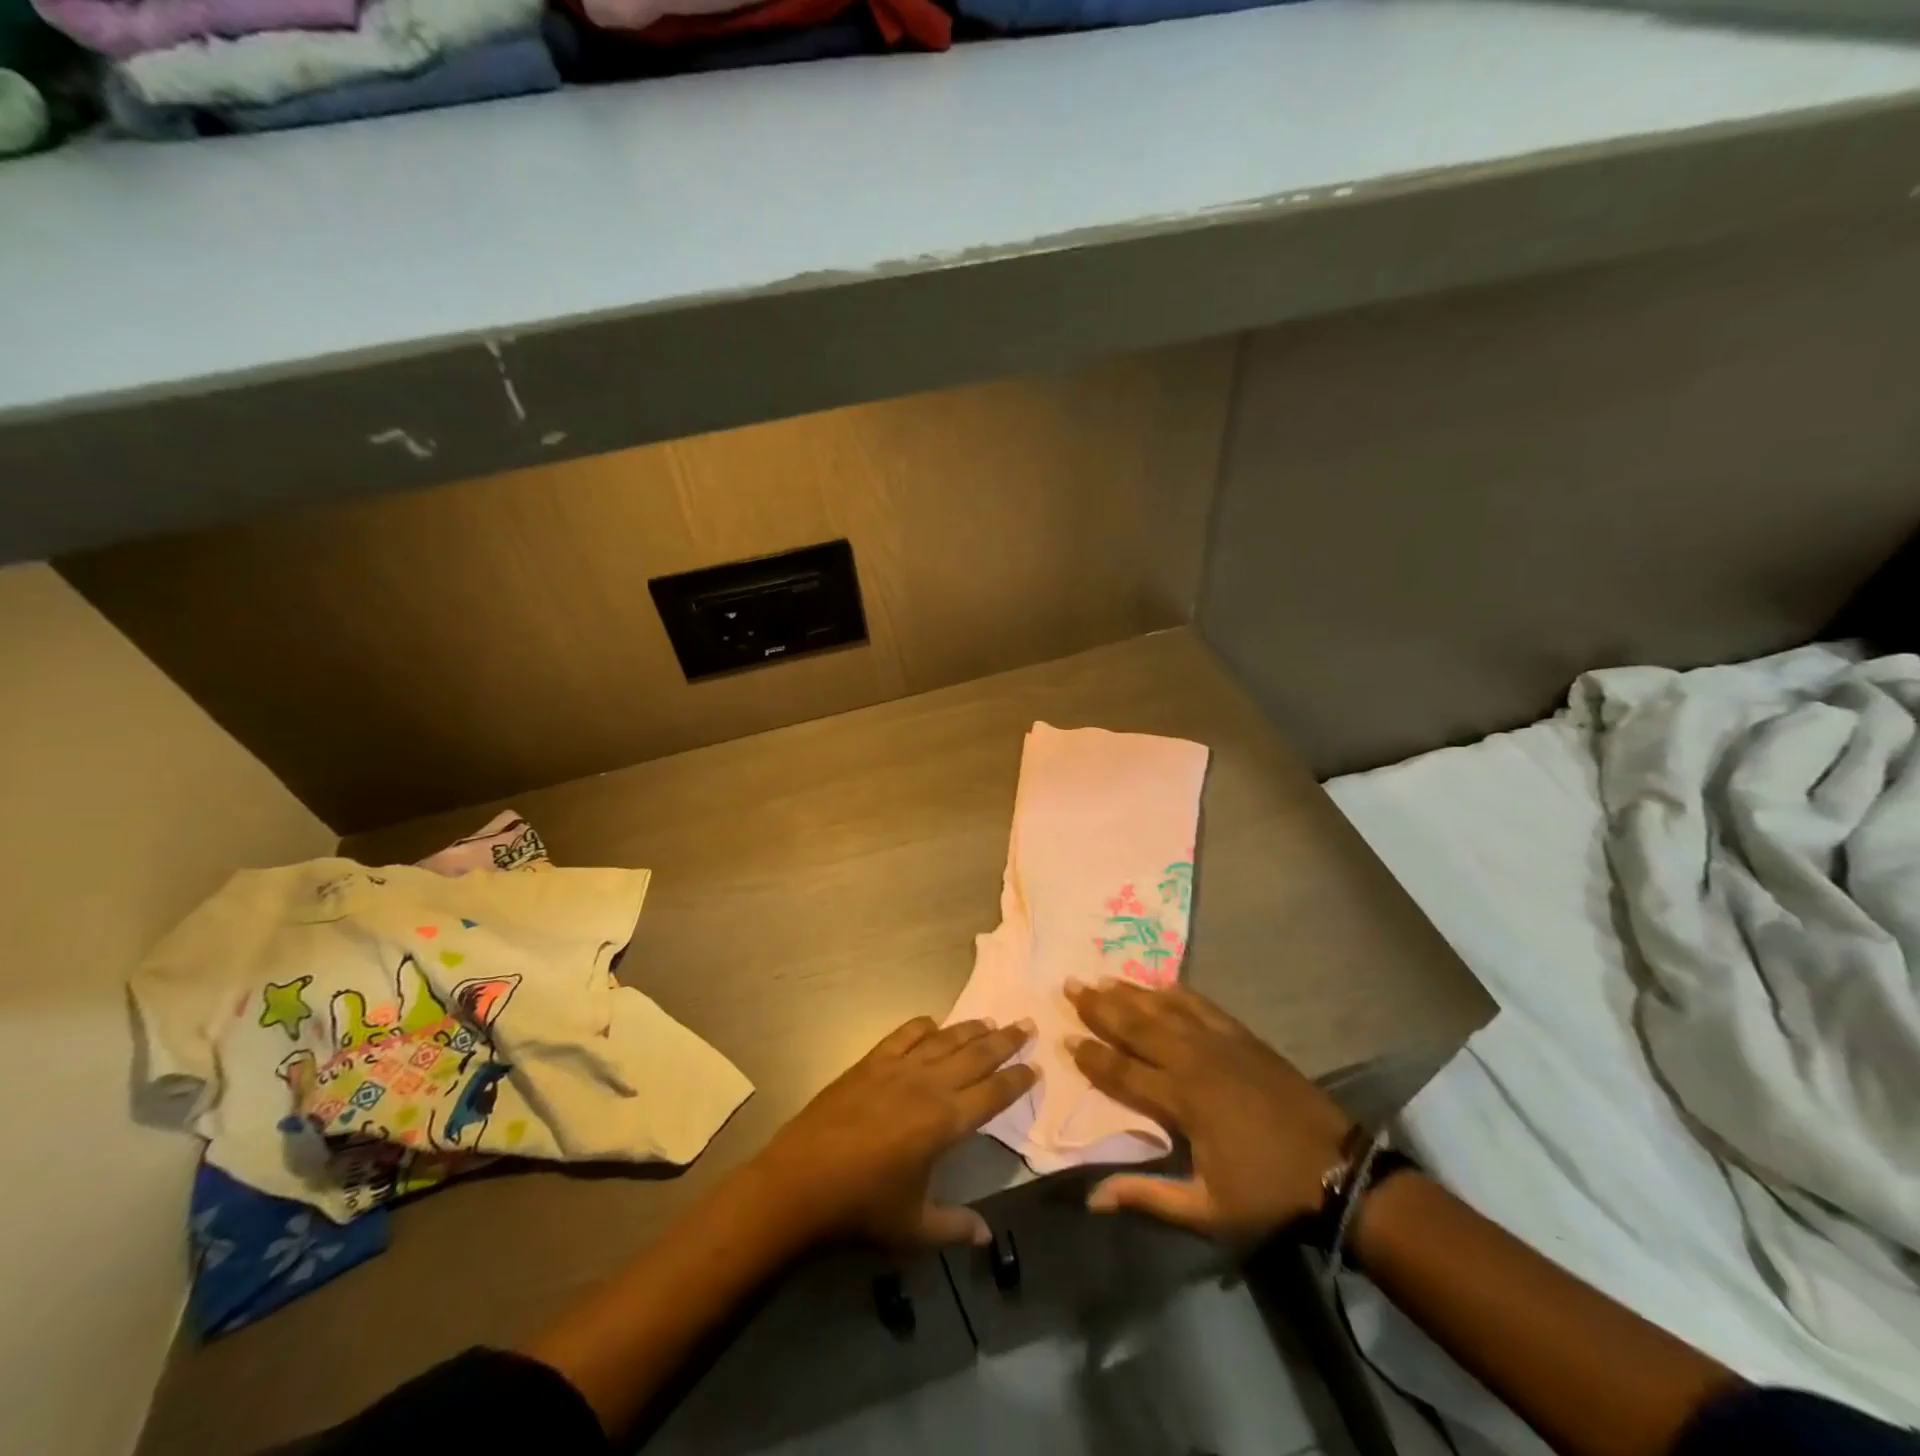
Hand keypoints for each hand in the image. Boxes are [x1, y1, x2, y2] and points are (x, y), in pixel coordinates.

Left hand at [751, 1016, 1035, 1249]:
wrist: (799, 1182)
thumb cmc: (861, 1208)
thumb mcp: (914, 1228)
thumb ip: (955, 1226)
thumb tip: (988, 1236)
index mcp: (945, 1122)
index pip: (993, 1094)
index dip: (1017, 1080)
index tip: (1035, 1066)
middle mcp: (928, 1085)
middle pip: (975, 1055)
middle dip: (1004, 1041)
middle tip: (1027, 1024)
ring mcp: (898, 1069)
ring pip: (944, 1040)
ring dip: (970, 1029)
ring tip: (991, 1021)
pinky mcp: (870, 1062)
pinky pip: (904, 1035)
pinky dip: (923, 1026)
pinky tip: (933, 1024)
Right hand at [1065, 979, 1353, 1242]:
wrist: (1337, 1169)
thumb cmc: (1266, 1193)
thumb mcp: (1206, 1210)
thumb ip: (1147, 1197)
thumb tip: (1092, 1198)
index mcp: (1181, 1101)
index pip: (1123, 1072)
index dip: (1091, 1056)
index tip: (1064, 1038)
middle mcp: (1193, 1061)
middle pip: (1137, 1027)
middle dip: (1100, 1007)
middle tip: (1070, 986)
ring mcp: (1220, 1042)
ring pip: (1164, 1009)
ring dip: (1130, 993)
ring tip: (1102, 978)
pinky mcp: (1242, 1035)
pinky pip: (1200, 1004)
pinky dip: (1176, 991)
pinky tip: (1159, 983)